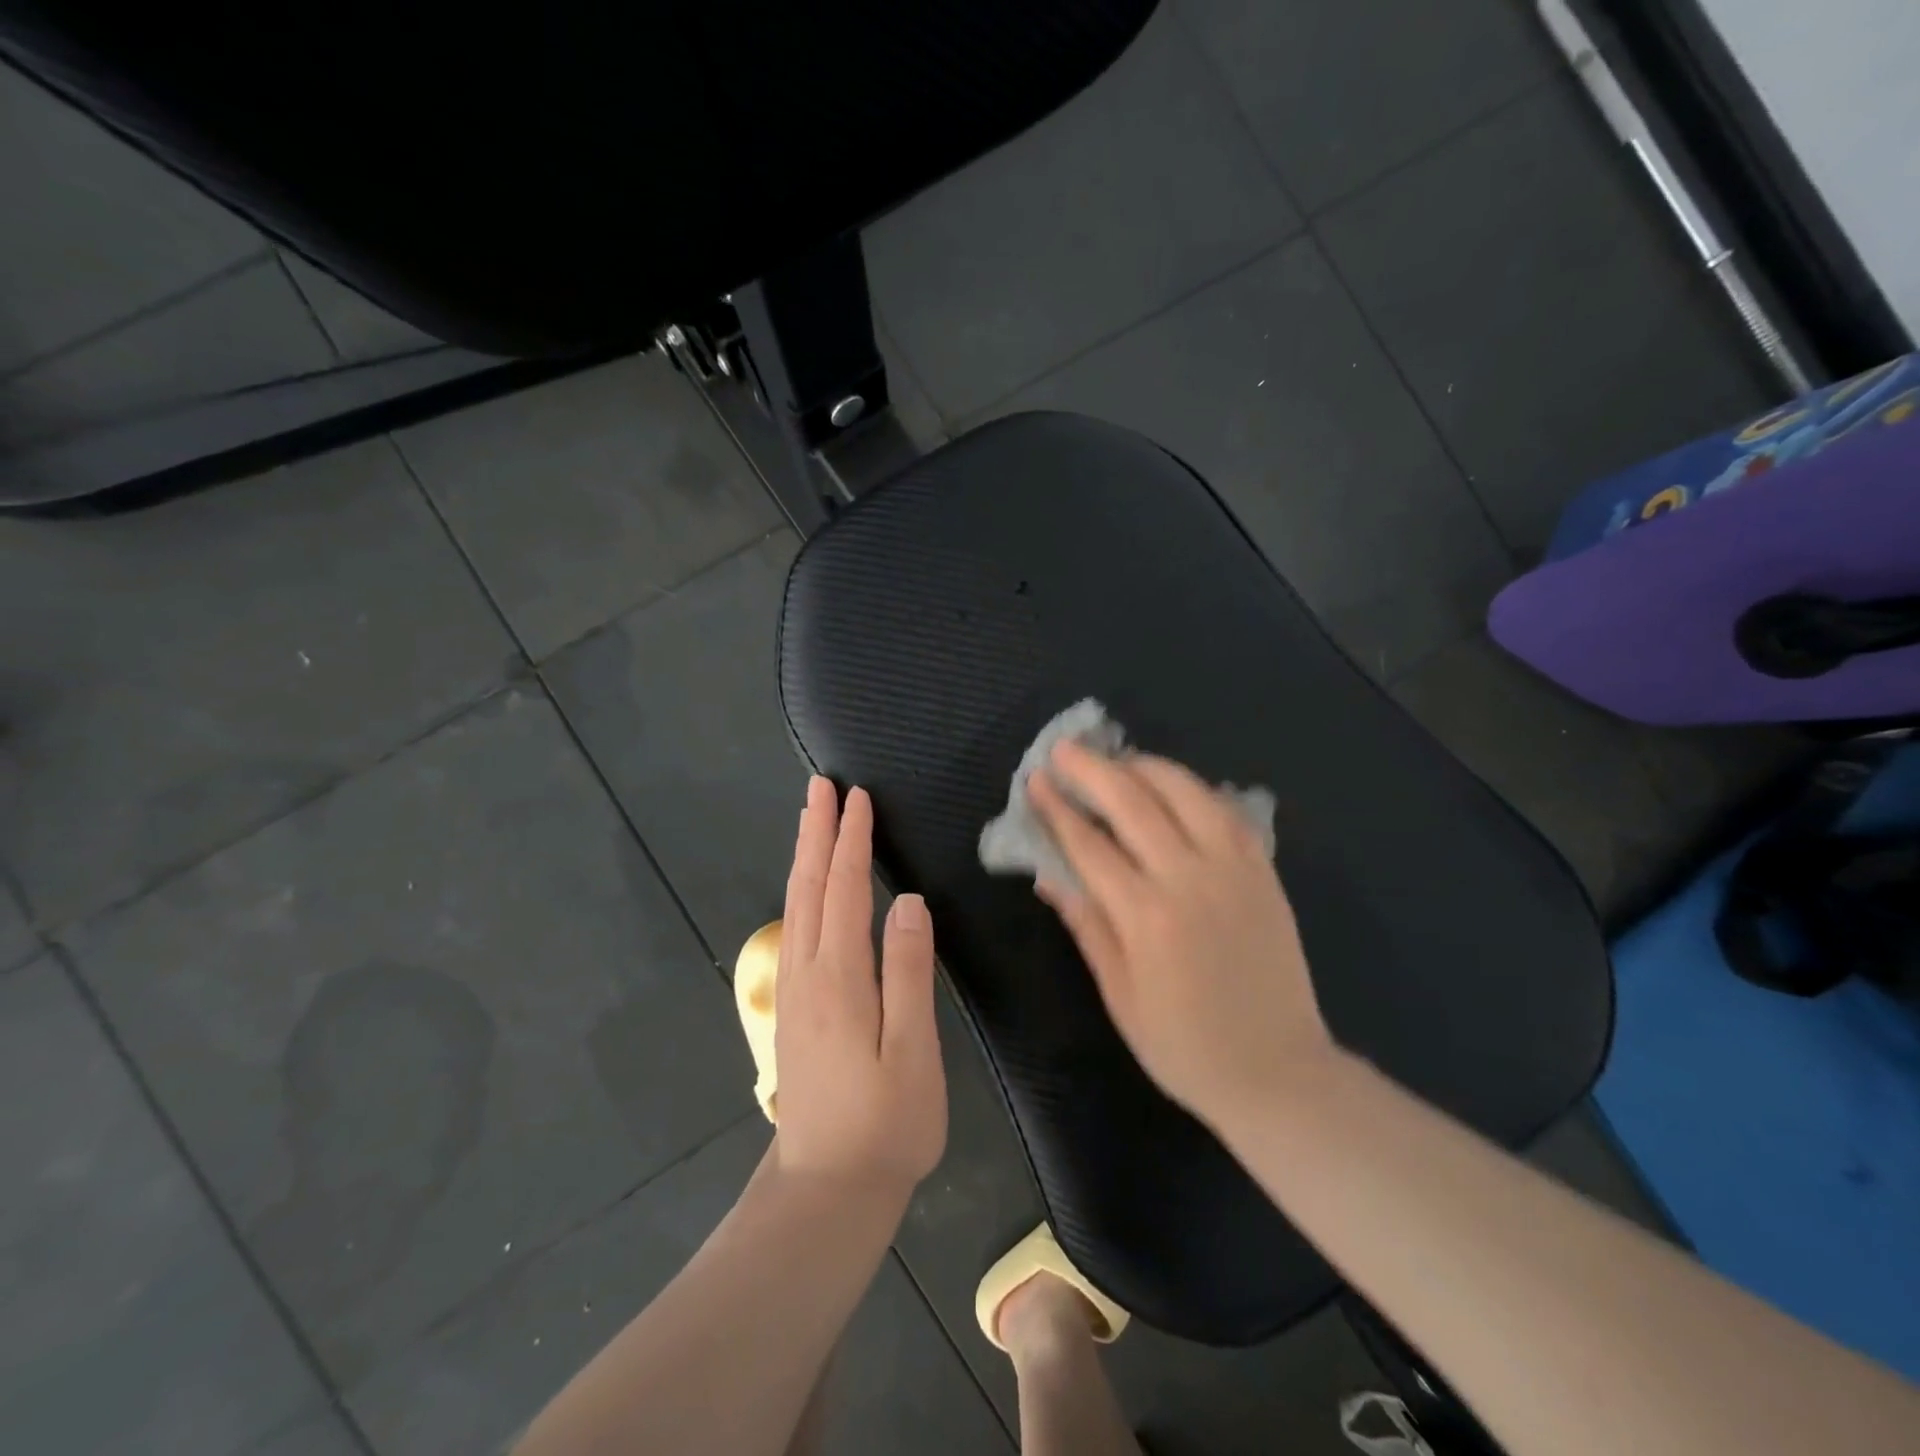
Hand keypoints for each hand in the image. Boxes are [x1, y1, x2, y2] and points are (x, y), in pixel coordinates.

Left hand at [774, 777, 946, 1197]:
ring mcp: (794, 991)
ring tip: (811, 820)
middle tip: (820, 788)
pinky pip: (794, 928)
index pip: (844, 890)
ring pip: (795, 906)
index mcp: (839, 977)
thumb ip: (909, 972)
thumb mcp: (913, 1050)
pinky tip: (807, 889)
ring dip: (803, 857)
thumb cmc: (885, 1122)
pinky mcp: (792, 1009)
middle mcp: (807, 973)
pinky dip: (800, 892)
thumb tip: (907, 901)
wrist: (827, 1188)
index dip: (851, 840)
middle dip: (816, 833)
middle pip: (809, 887)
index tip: (857, 797)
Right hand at [1030, 741, 1336, 1130]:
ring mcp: (1234, 869)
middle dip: (1093, 769)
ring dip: (1146, 766)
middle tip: (1065, 749)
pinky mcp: (1264, 871)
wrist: (1279, 1072)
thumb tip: (1049, 876)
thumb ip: (1087, 925)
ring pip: (1185, 792)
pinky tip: (1174, 785)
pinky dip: (1195, 789)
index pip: (1090, 844)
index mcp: (1147, 917)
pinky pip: (1226, 811)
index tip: (1036, 781)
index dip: (1058, 809)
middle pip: (1134, 802)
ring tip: (1118, 759)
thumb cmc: (1185, 1046)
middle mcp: (1190, 879)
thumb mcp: (1120, 996)